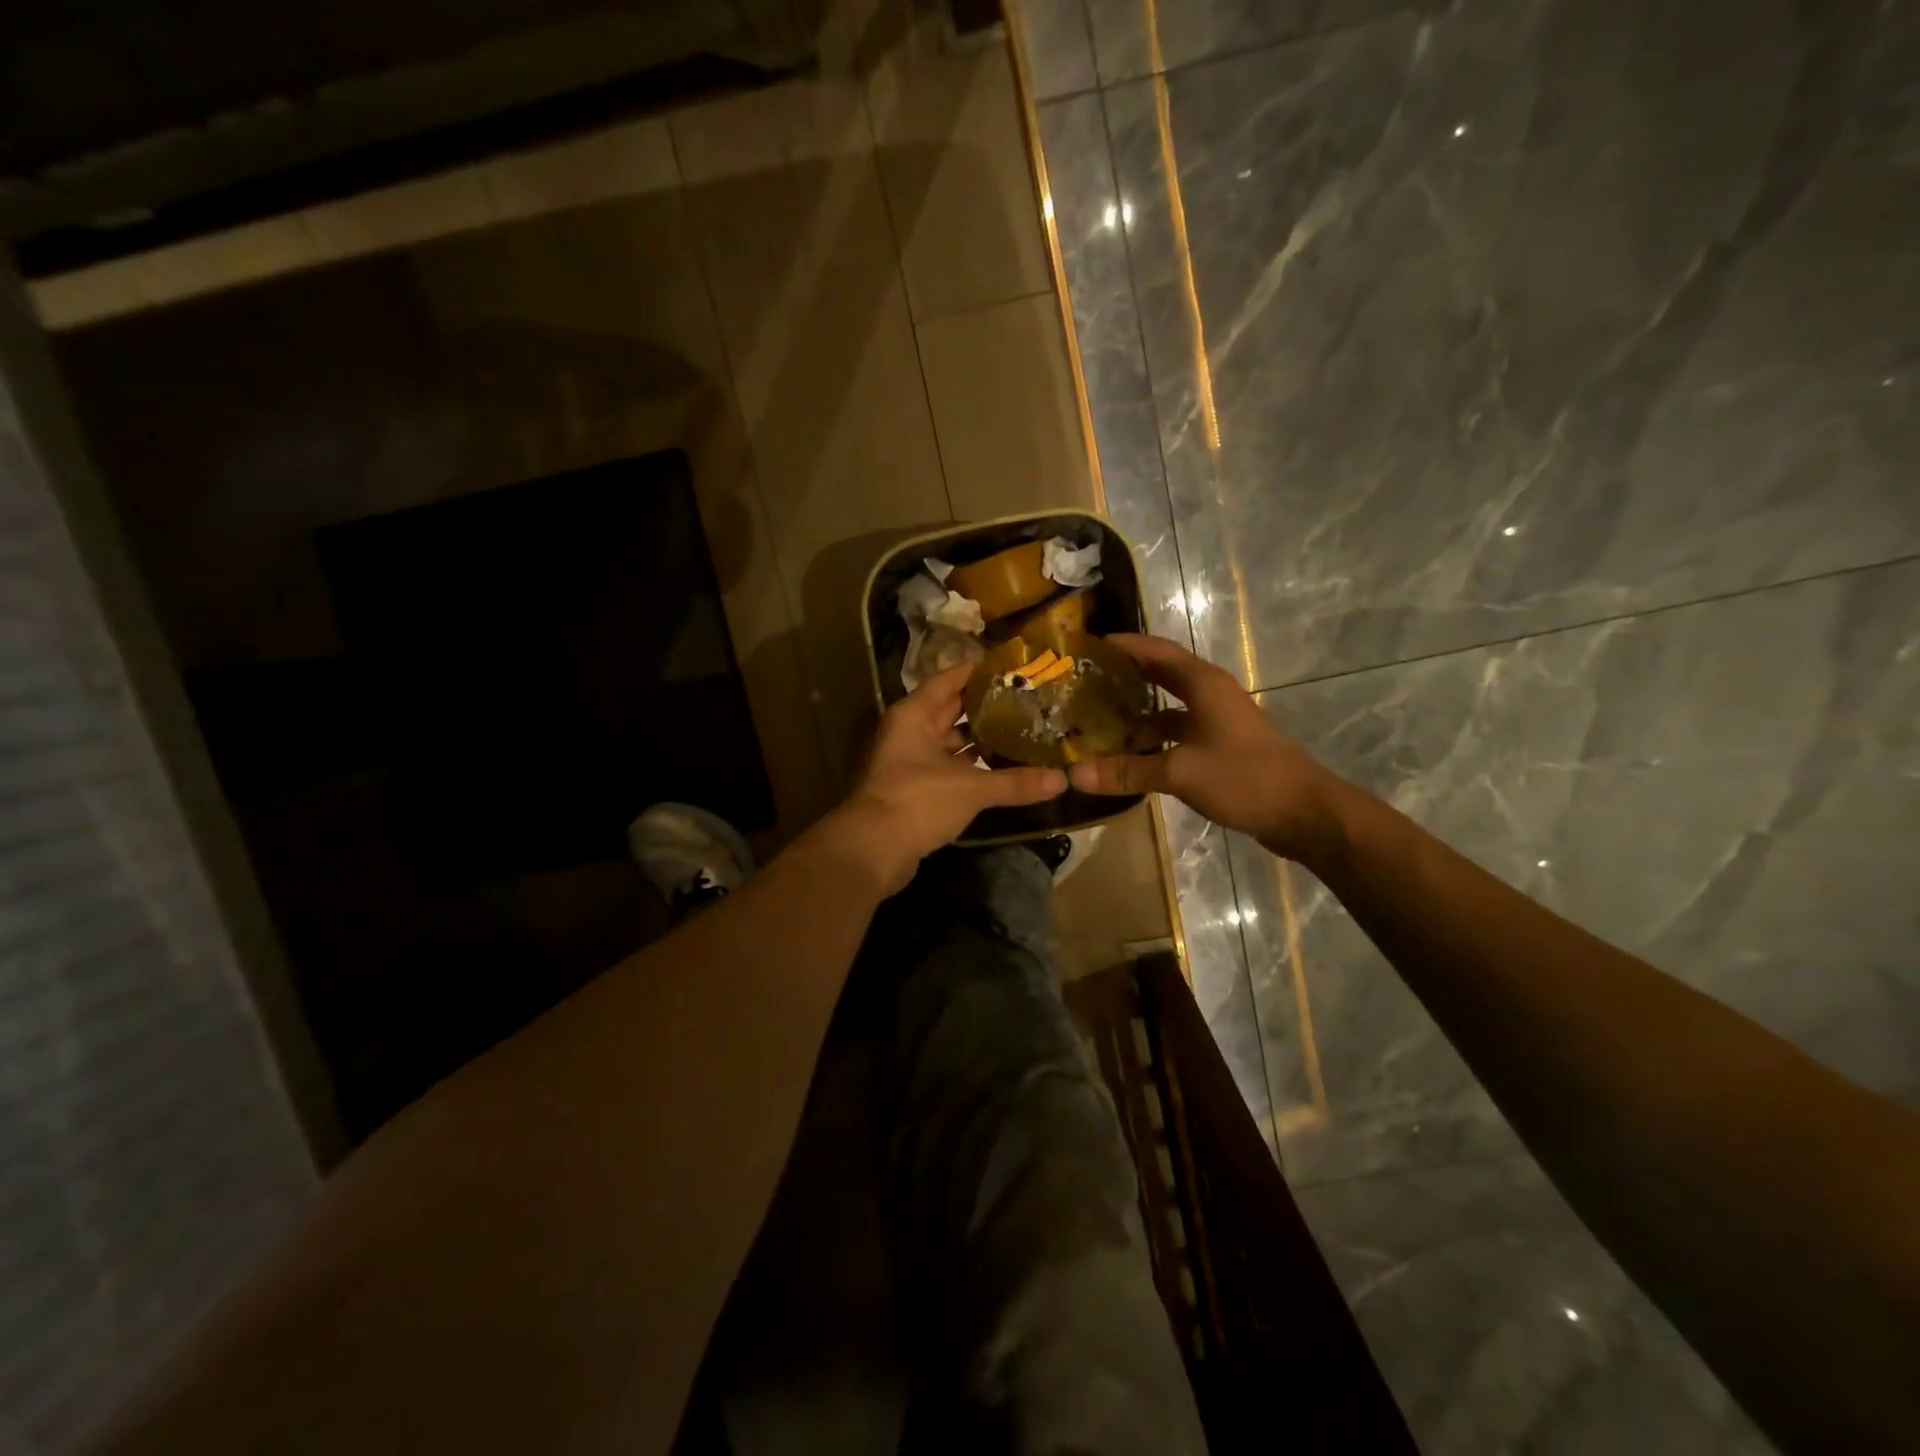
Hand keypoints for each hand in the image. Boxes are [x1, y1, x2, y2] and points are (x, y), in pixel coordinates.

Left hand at [816, 664, 1065, 895]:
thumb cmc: (918, 800)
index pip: (949, 680)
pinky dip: (970, 766)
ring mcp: (909, 761)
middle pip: (950, 709)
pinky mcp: (915, 789)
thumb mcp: (971, 787)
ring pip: (949, 741)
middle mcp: (909, 731)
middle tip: (1025, 700)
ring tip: (1019, 731)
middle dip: (984, 706)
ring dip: (978, 738)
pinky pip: (948, 767)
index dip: (978, 672)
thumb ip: (1015, 782)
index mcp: (914, 715)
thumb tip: (1062, 779)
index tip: (1013, 668)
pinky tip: (999, 767)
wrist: (875, 849)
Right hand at [1066, 634, 1346, 864]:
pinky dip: (1154, 739)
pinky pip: (1179, 733)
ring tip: (1099, 720)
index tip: (1089, 646)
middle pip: (1162, 675)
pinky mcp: (1222, 748)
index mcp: (1204, 685)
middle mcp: (1211, 695)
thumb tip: (1074, 773)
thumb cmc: (1244, 778)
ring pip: (1169, 708)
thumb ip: (1127, 771)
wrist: (1304, 814)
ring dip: (1138, 712)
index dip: (1124, 646)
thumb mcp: (1180, 772)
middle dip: (1126, 676)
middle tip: (1086, 682)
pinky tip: (1131, 755)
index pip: (1156, 651)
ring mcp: (1218, 722)